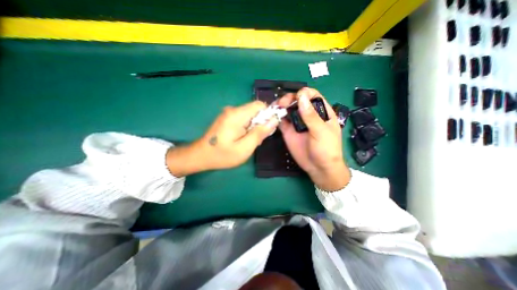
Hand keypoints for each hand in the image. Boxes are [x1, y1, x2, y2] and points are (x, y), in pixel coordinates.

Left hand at [166, 100, 277, 175]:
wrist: (201, 156)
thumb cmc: (223, 155)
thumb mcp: (244, 148)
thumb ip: (259, 133)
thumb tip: (274, 120)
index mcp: (237, 115)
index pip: (260, 105)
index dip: (268, 114)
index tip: (268, 128)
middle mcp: (233, 110)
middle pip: (255, 110)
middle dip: (261, 123)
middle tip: (258, 139)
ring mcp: (229, 114)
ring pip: (250, 115)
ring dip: (254, 127)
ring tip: (249, 141)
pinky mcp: (227, 118)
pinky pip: (243, 119)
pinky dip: (247, 127)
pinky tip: (243, 139)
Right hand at [279, 87, 351, 190]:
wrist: (318, 168)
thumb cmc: (327, 149)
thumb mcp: (321, 131)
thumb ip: (311, 115)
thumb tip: (301, 97)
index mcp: (321, 112)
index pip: (312, 95)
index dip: (304, 93)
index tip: (297, 97)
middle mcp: (308, 115)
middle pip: (298, 100)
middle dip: (290, 98)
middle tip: (282, 103)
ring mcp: (297, 123)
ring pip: (288, 109)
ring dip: (281, 106)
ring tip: (276, 108)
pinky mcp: (289, 131)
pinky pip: (282, 121)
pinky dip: (277, 117)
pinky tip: (273, 116)